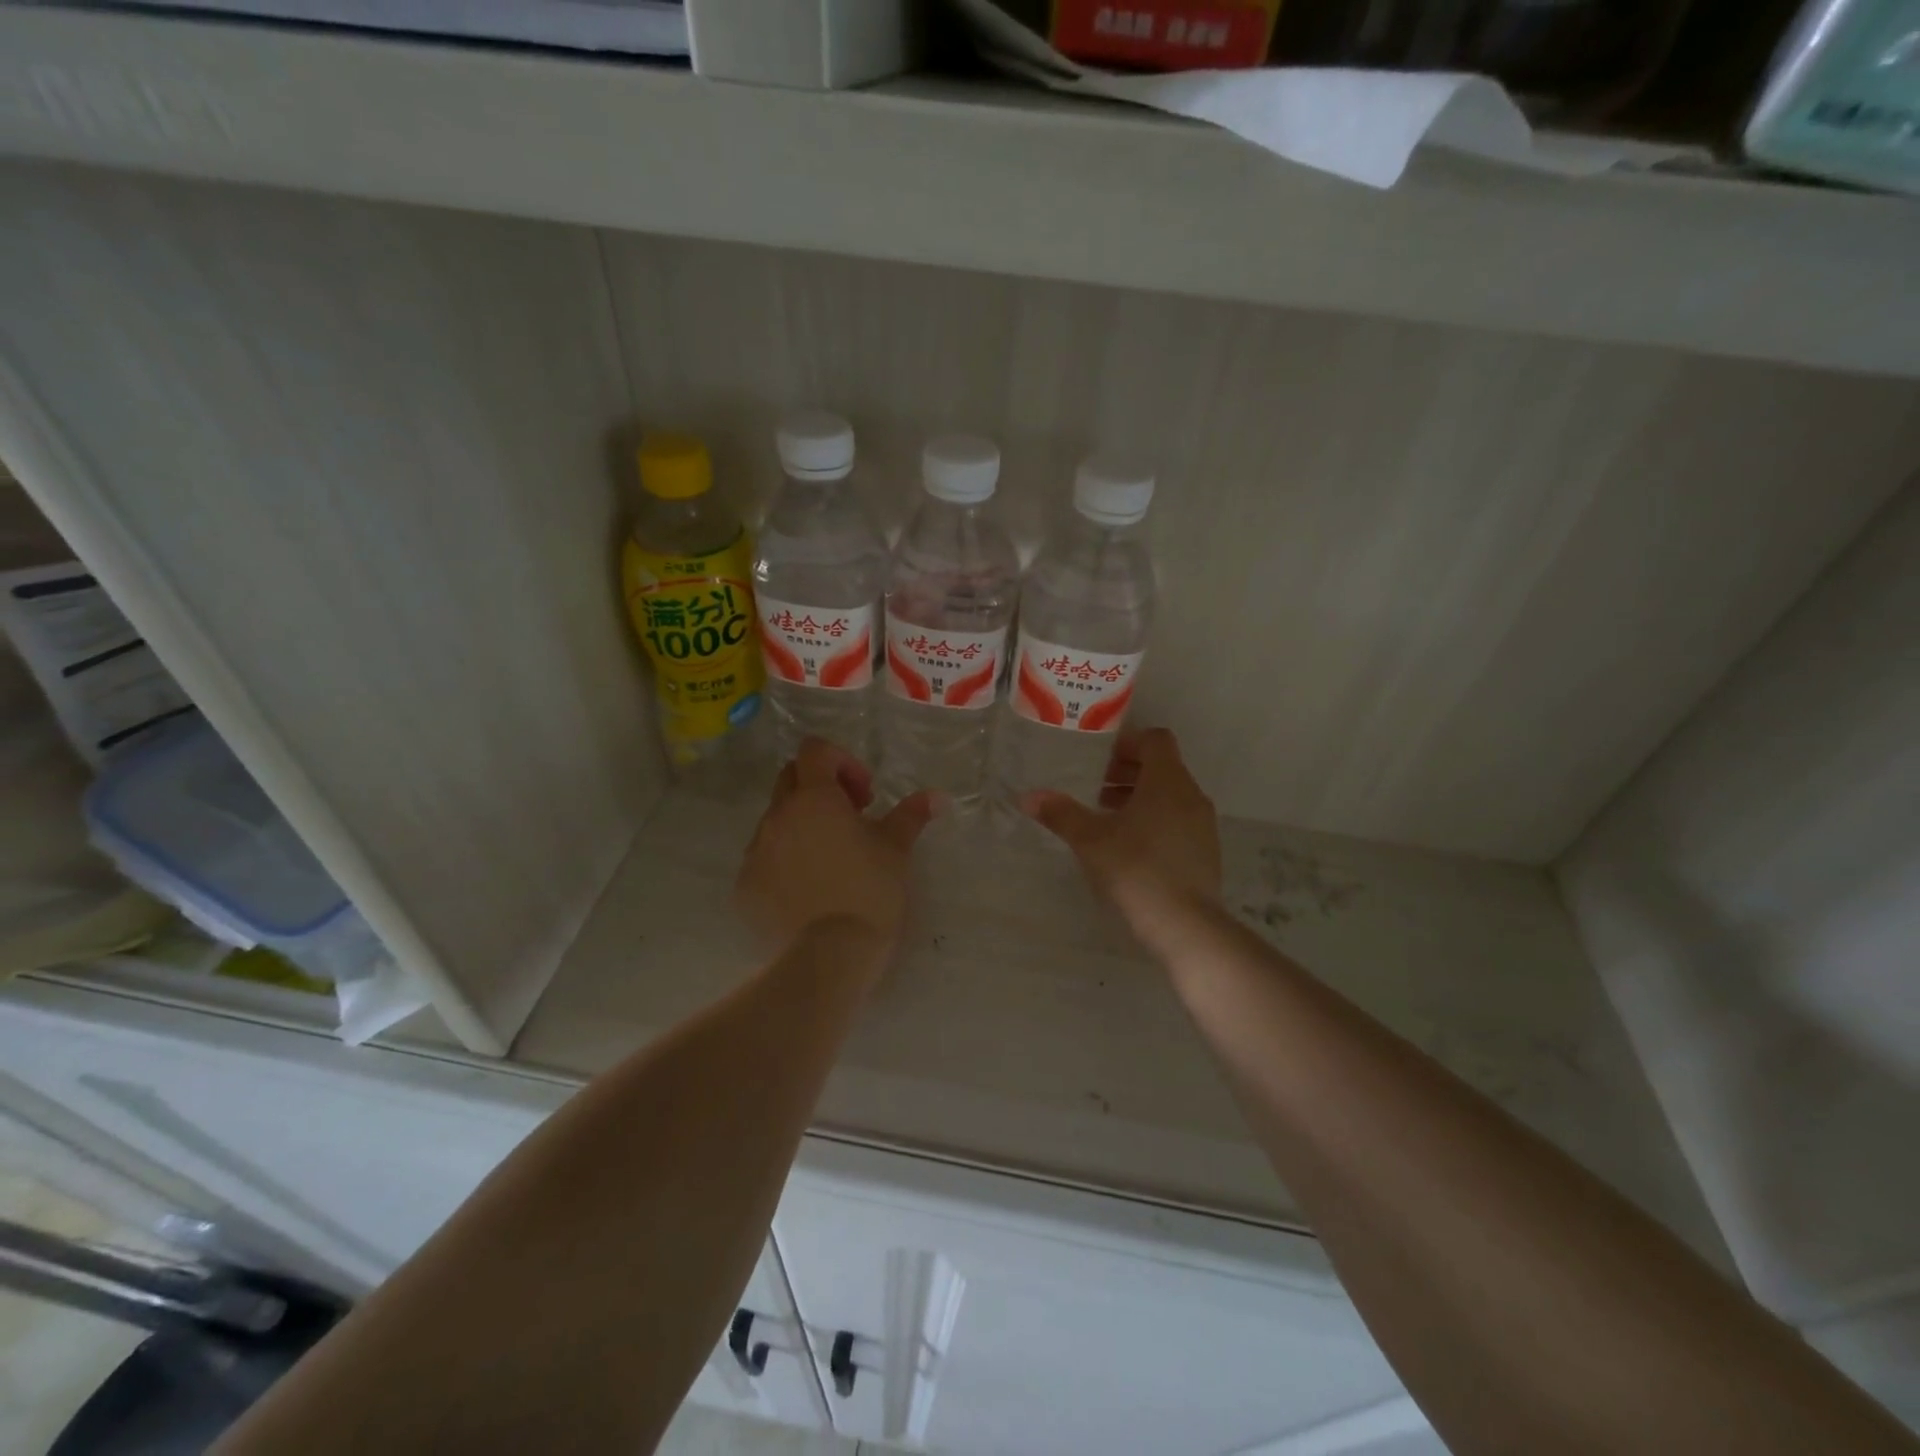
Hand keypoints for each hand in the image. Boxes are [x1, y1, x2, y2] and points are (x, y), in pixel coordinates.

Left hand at [735, 738, 938, 957]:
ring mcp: (756, 852)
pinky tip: (810, 890)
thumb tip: (937, 797)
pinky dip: (785, 861)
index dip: (841, 761)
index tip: (865, 795)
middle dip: (820, 788)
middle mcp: (778, 816)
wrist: (828, 959)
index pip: (814, 750)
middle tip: (851, 819)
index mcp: (814, 799)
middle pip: (791, 778)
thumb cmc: (869, 893)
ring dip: (802, 825)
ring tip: (831, 859)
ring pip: (776, 820)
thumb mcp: (897, 850)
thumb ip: (912, 815)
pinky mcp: (744, 886)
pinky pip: (763, 859)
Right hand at [1020, 728, 1221, 944]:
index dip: (1128, 743)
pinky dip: (1155, 820)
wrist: (1185, 925)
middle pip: (1162, 767)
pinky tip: (1130, 848)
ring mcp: (1203, 824)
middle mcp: (1191, 795)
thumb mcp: (1090, 840)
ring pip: (1171, 796)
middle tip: (1096, 790)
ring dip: (1140, 798)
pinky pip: (1179, 820)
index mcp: (1167, 781)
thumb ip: (1061, 814)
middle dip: (1129, 773)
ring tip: (1108, 819)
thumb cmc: (1136, 869)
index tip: (1100, 761)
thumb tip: (1028, 796)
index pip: (1155, 740)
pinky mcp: (1206, 851)